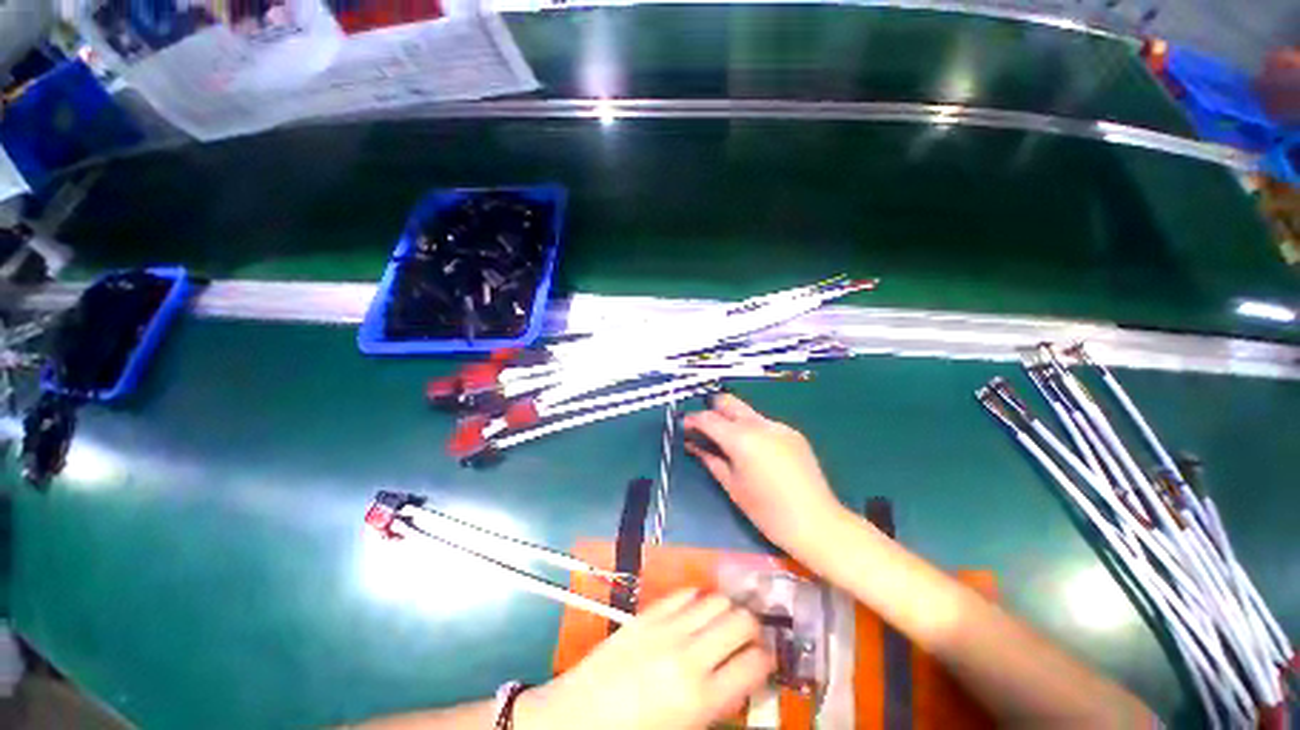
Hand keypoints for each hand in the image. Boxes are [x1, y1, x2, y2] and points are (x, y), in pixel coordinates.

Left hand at [518, 590, 773, 729]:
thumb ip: (718, 705)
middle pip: (741, 621)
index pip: (755, 664)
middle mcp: (690, 657)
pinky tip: (696, 610)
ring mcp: (666, 629)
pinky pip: (683, 594)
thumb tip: (740, 682)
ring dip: (727, 608)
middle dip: (752, 627)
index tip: (766, 659)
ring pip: (716, 600)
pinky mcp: (647, 614)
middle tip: (748, 636)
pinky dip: (697, 598)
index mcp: (702, 699)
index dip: (767, 659)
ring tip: (724, 620)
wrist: (577, 718)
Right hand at [683, 394, 845, 557]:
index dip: (692, 420)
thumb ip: (710, 459)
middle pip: (729, 402)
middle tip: (703, 426)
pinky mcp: (793, 433)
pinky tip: (753, 450)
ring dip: (732, 419)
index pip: (709, 418)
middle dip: (712, 409)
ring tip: (726, 440)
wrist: (818, 523)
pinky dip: (752, 429)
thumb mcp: (732, 486)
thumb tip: (693, 445)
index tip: (683, 425)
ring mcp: (779, 426)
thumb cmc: (768, 512)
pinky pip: (764, 423)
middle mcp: (760, 424)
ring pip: (747, 412)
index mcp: (742, 438)